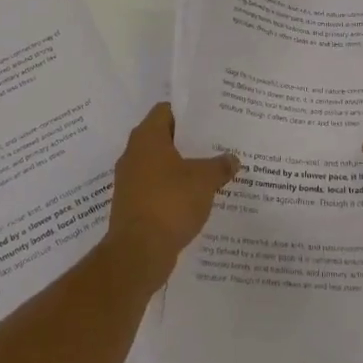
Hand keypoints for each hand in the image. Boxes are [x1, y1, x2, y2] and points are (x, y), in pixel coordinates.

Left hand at [104, 103, 237, 286]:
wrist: (138, 252)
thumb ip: (220, 166)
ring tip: (211, 171)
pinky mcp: (132, 205)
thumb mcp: (204, 180)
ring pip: (161, 165)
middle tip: (217, 144)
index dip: (188, 112)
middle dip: (189, 142)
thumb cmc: (170, 202)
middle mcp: (133, 153)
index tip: (210, 119)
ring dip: (182, 168)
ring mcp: (130, 181)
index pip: (166, 110)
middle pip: (164, 138)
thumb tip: (232, 159)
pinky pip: (157, 188)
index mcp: (147, 137)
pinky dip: (174, 190)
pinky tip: (196, 199)